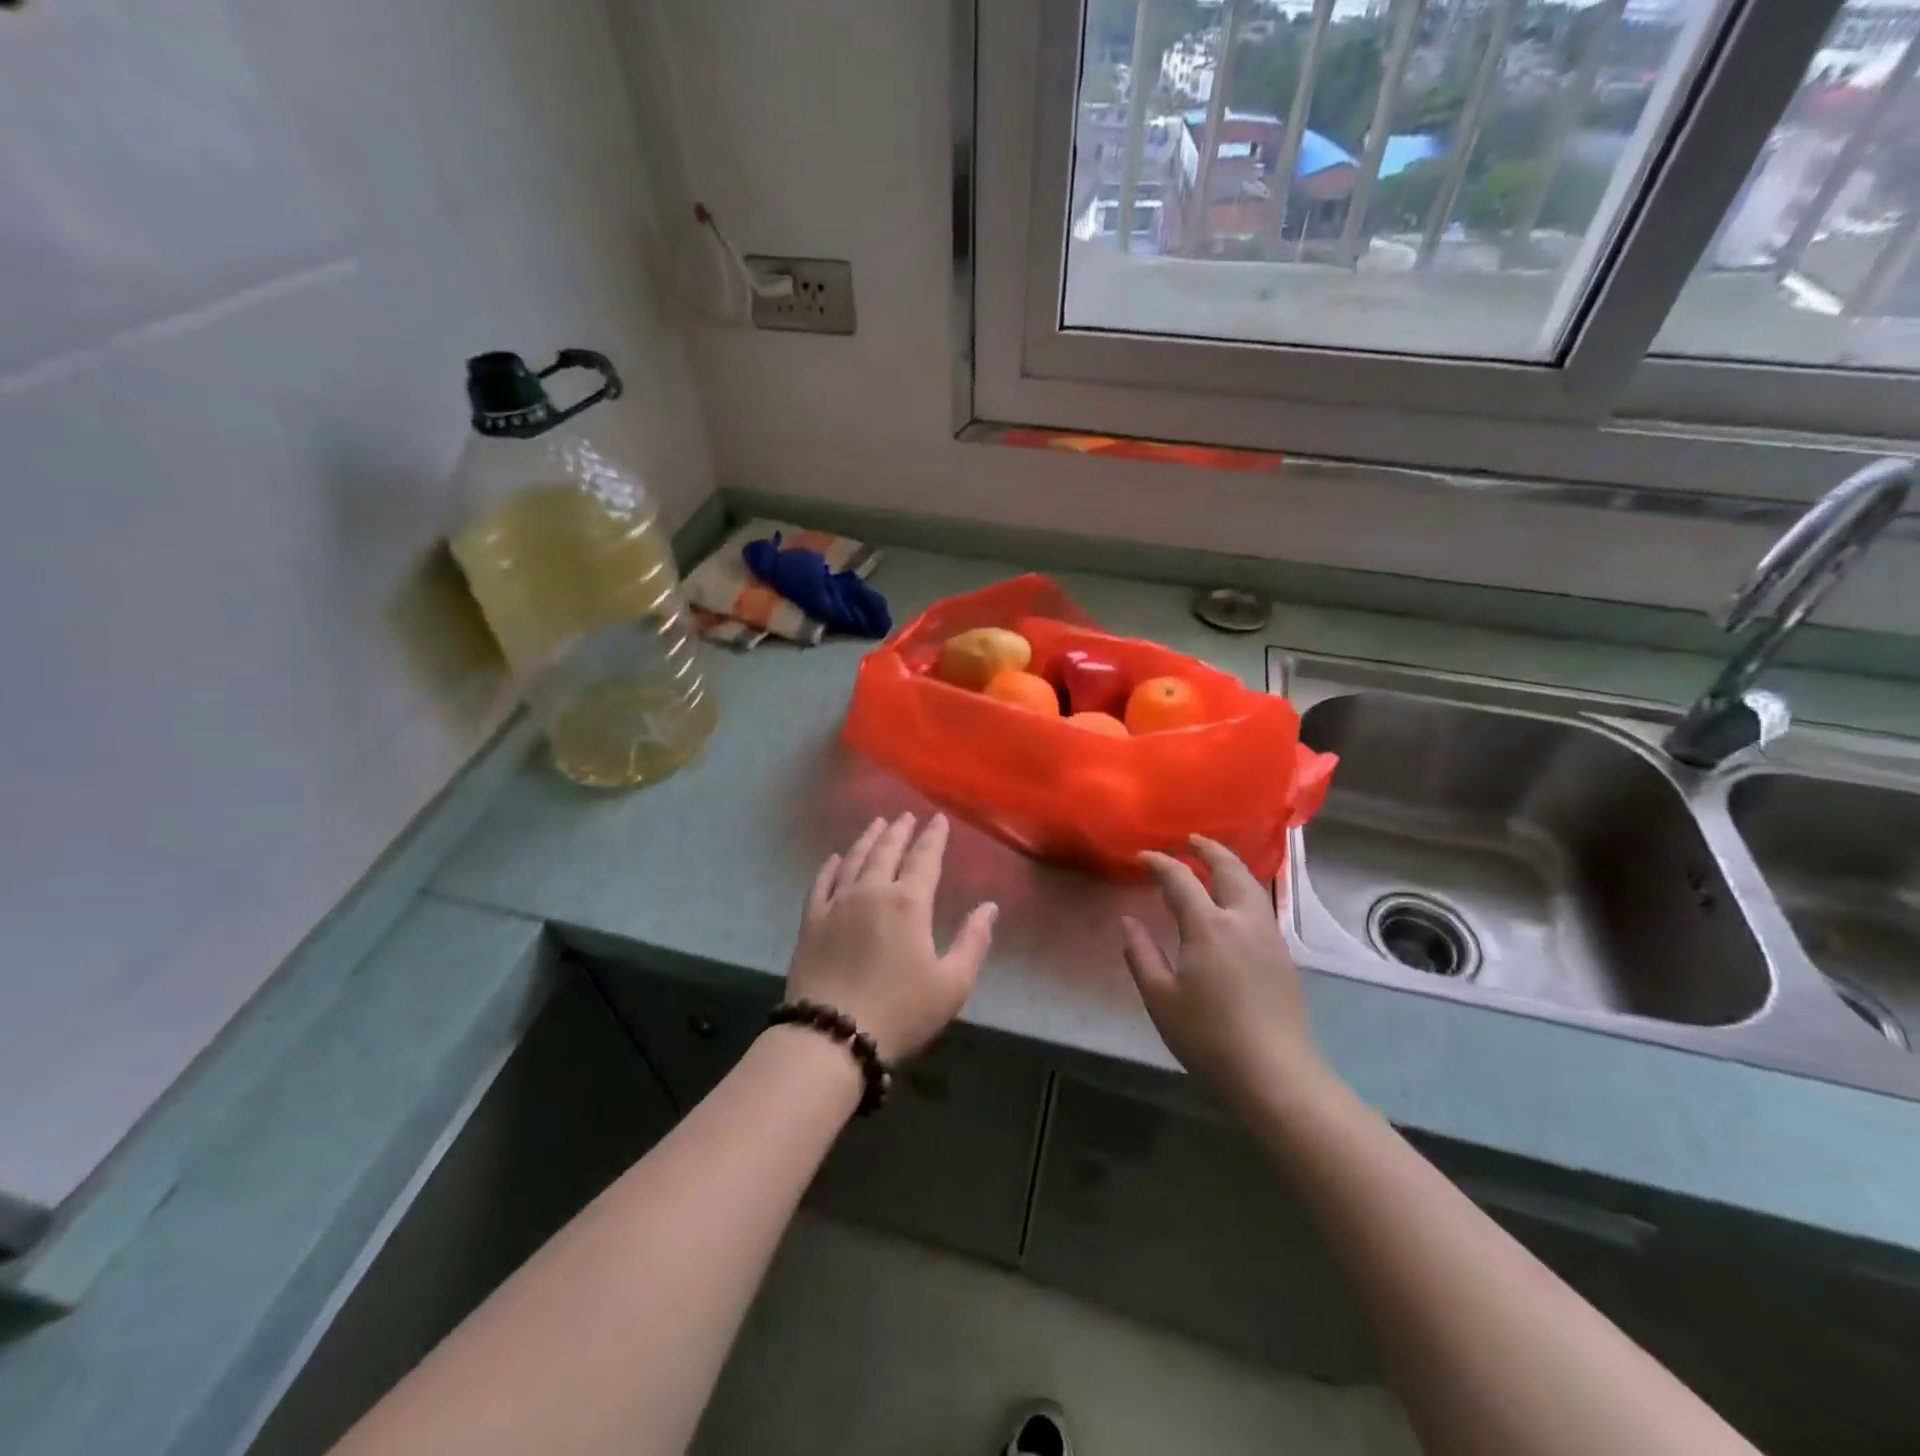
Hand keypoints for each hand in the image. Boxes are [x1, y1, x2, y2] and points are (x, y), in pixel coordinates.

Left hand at [786, 813, 996, 1061]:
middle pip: (887, 851)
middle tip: (906, 815)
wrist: (832, 1035)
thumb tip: (990, 907)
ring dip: (868, 839)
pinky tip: (834, 858)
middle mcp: (871, 891)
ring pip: (854, 859)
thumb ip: (973, 941)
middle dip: (899, 831)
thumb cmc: (901, 1011)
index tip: (938, 820)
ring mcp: (837, 904)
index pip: (924, 859)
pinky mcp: (811, 921)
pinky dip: (830, 866)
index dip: (933, 837)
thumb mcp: (952, 984)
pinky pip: (821, 883)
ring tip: (877, 824)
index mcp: (908, 903)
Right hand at [1121, 836, 1331, 1109]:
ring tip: (1214, 863)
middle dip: (1208, 849)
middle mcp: (1242, 920)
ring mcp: (1268, 936)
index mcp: (1208, 926)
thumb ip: (1141, 954)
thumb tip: (1128, 921)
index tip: (1143, 856)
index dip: (1160, 863)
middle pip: (1229, 869)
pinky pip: (1261, 904)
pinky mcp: (1282, 955)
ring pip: (1251, 885)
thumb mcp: (1160, 998)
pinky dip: (1244, 888)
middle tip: (1191, 840)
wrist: (1275, 1074)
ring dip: (1231, 866)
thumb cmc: (1208, 1037)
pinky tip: (1234, 902)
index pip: (1180, 879)